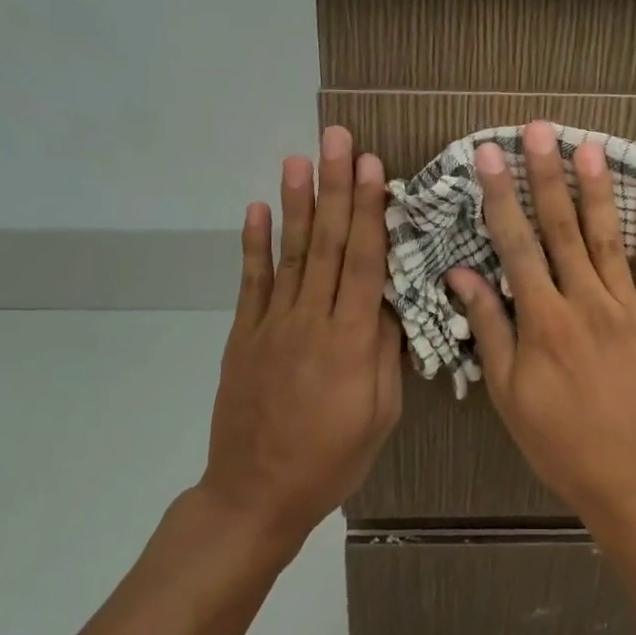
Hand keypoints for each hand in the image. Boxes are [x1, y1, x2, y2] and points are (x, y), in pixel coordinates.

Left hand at [197, 125, 401, 553]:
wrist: (255, 495)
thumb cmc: (331, 460)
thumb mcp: (380, 416)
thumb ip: (386, 354)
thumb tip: (391, 302)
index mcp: (351, 342)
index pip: (364, 263)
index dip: (369, 212)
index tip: (371, 167)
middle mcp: (311, 321)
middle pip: (328, 244)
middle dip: (335, 187)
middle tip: (336, 139)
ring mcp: (272, 325)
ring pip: (291, 254)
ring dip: (297, 202)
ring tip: (299, 158)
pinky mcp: (244, 335)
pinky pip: (251, 282)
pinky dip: (254, 244)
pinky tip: (257, 209)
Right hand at [447, 120, 635, 528]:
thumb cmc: (562, 442)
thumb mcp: (510, 394)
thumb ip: (490, 329)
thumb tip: (462, 275)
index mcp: (544, 321)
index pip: (516, 245)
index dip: (500, 196)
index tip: (488, 156)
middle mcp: (586, 303)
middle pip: (562, 228)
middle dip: (546, 175)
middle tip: (538, 130)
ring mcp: (629, 310)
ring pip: (609, 238)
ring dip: (597, 191)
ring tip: (588, 146)